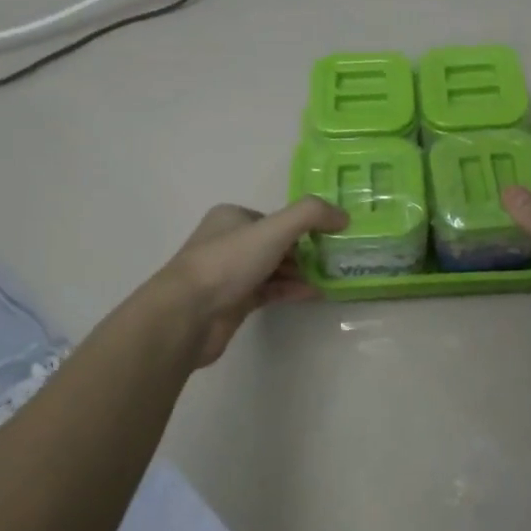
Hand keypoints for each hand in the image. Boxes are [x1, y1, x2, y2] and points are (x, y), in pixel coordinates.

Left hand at [154, 199, 346, 366]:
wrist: (188, 314)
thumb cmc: (228, 262)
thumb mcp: (274, 229)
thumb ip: (311, 215)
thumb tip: (343, 216)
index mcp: (232, 217)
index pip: (275, 218)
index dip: (303, 226)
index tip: (331, 237)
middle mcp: (229, 242)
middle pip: (276, 242)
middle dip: (306, 250)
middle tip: (335, 259)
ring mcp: (230, 274)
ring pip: (274, 268)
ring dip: (302, 271)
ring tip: (332, 276)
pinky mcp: (234, 302)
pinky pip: (270, 291)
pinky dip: (292, 290)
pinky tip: (315, 293)